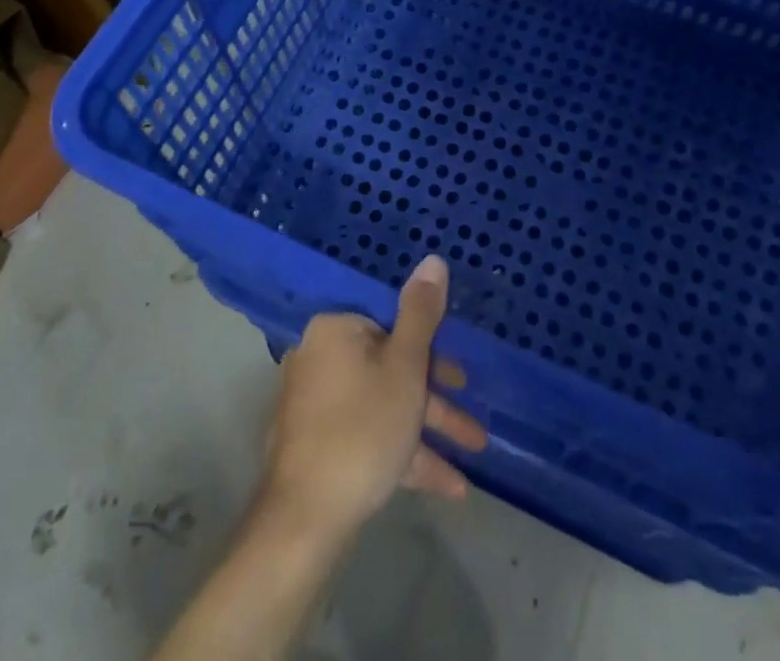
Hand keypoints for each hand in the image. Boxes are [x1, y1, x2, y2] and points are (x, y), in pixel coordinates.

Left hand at [260, 255, 487, 545]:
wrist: (305, 519)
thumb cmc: (363, 428)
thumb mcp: (405, 367)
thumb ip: (421, 314)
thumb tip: (432, 260)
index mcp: (335, 330)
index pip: (390, 324)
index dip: (430, 349)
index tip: (460, 374)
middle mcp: (319, 358)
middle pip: (389, 367)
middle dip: (436, 398)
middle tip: (473, 422)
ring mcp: (315, 404)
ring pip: (383, 405)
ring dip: (428, 429)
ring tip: (474, 453)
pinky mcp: (316, 444)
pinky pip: (367, 435)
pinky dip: (403, 453)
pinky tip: (447, 486)